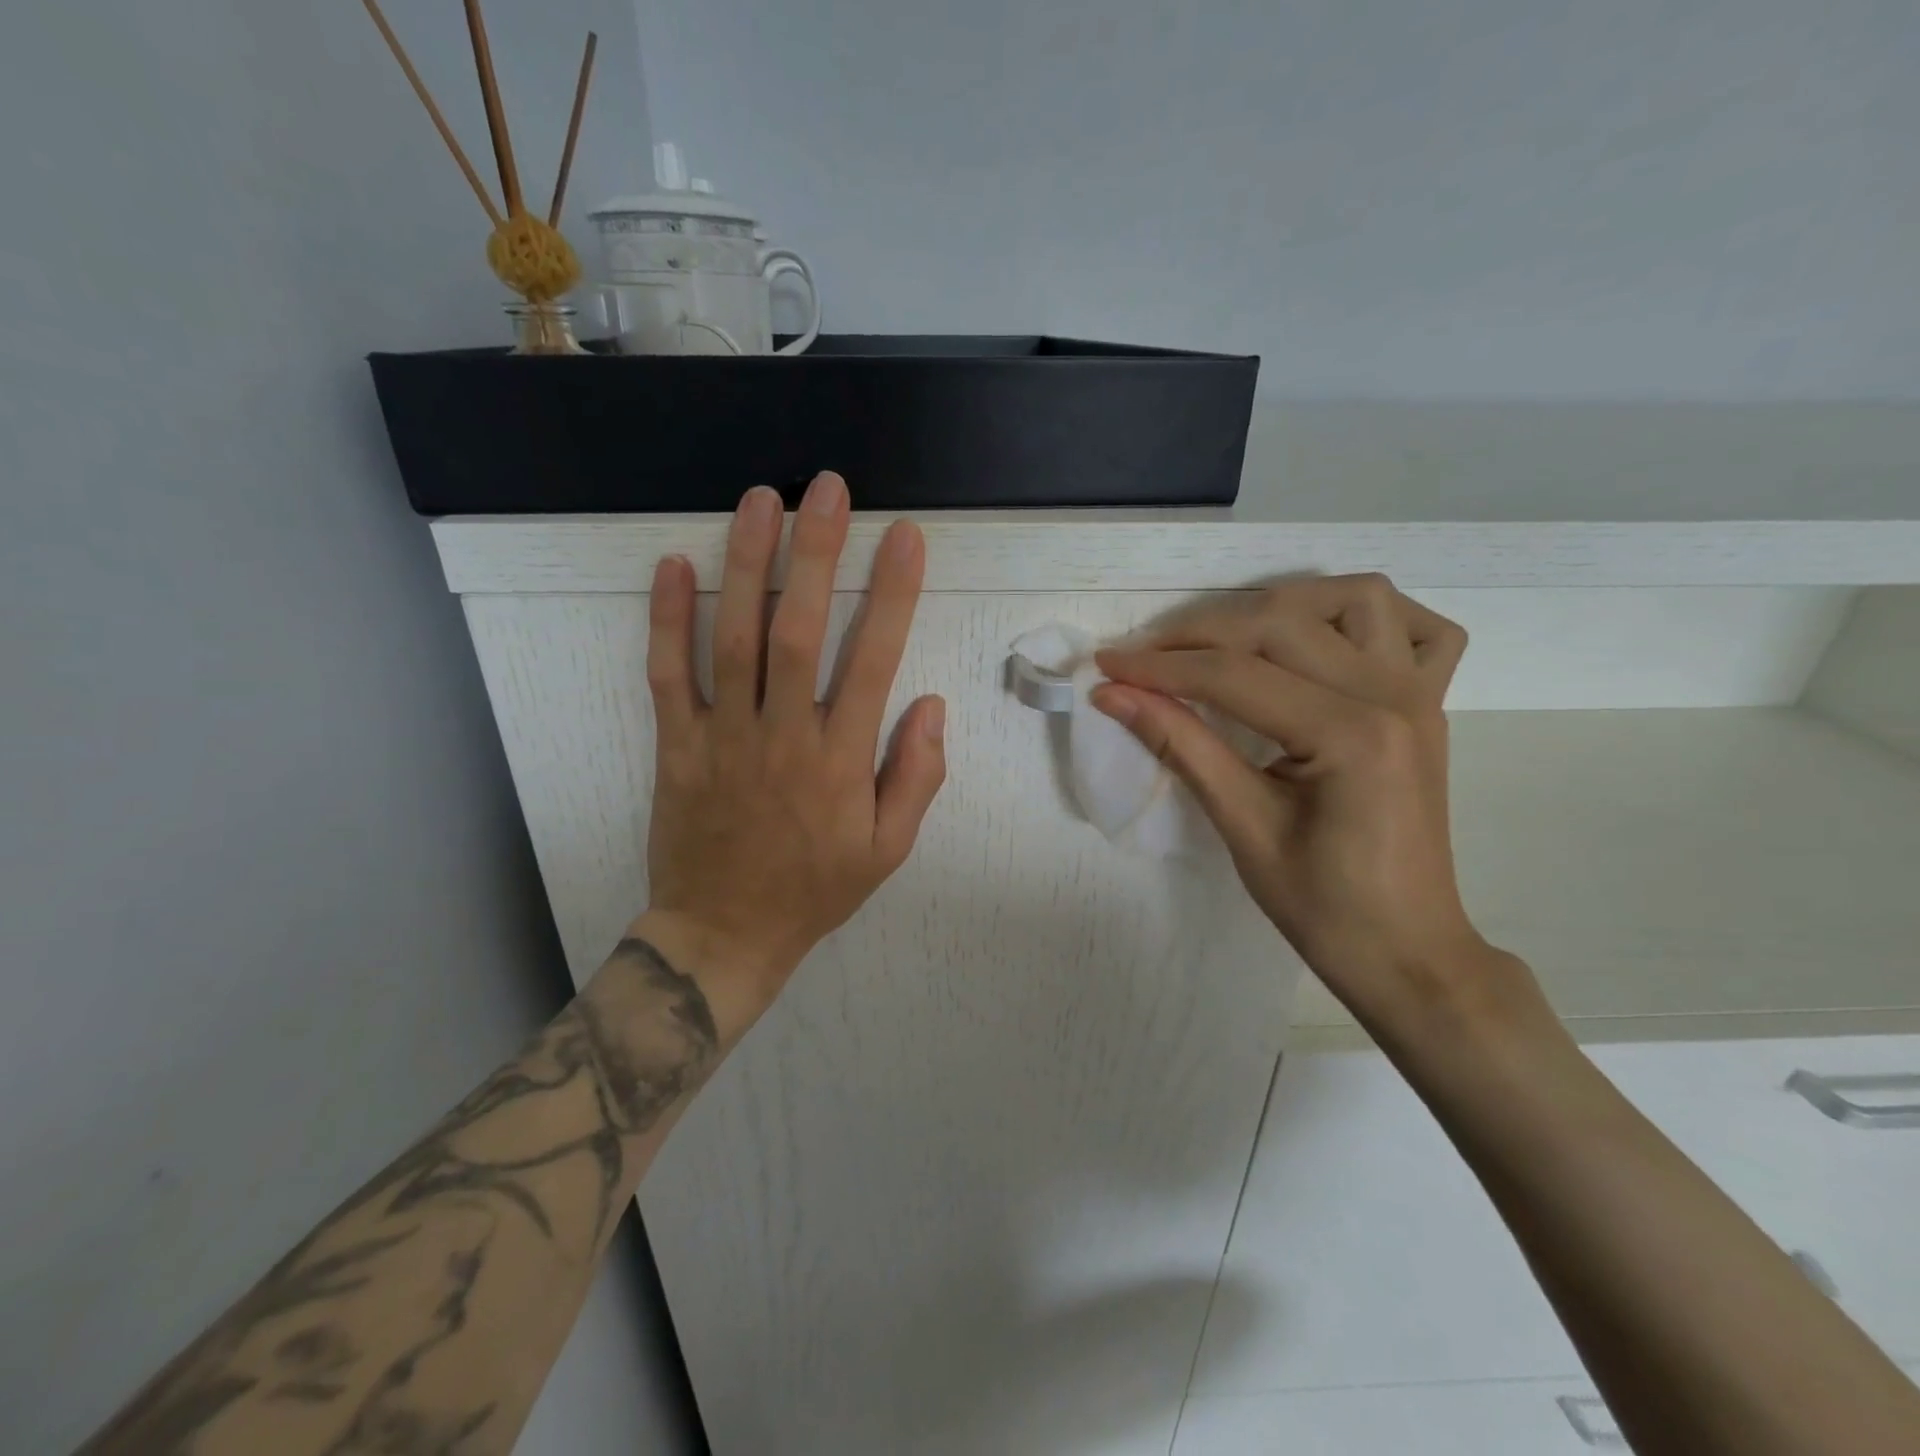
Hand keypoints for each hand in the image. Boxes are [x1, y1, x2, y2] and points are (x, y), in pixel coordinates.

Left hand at [639, 474, 946, 1020]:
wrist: (725, 933)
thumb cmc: (815, 890)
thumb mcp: (888, 850)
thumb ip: (917, 777)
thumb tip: (932, 706)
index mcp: (840, 761)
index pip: (873, 660)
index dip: (892, 594)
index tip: (905, 538)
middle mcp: (782, 736)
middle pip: (798, 631)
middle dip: (815, 553)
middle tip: (825, 489)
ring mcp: (723, 737)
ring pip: (733, 639)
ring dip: (747, 566)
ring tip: (758, 501)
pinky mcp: (677, 746)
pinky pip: (668, 676)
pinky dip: (666, 620)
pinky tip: (673, 565)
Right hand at [1093, 575, 1501, 1023]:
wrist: (1406, 951)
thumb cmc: (1322, 907)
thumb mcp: (1242, 827)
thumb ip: (1181, 747)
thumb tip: (1114, 696)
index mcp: (1350, 736)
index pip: (1234, 676)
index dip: (1159, 668)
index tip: (1104, 666)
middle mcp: (1391, 696)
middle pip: (1280, 624)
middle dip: (1198, 634)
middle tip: (1142, 659)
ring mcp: (1419, 693)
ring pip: (1353, 599)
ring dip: (1281, 604)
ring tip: (1224, 639)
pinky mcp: (1427, 704)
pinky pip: (1414, 629)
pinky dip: (1363, 617)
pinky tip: (1321, 639)